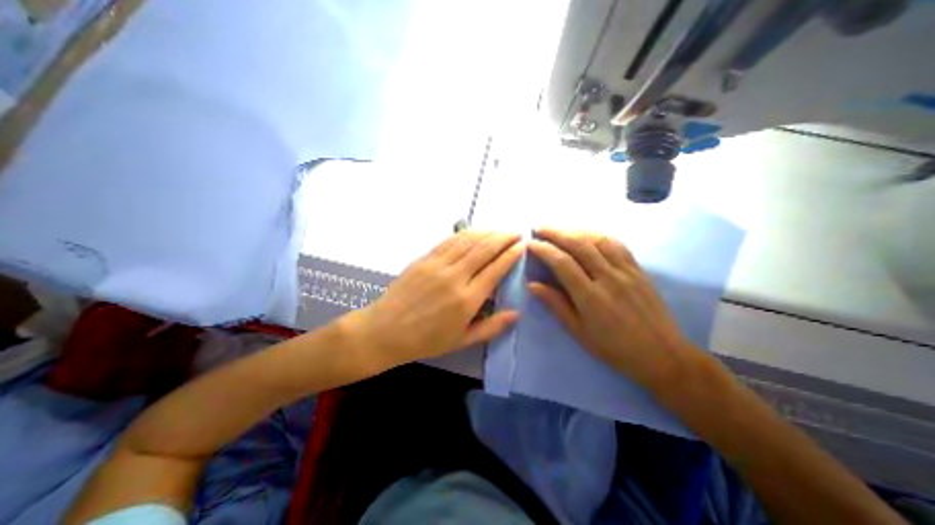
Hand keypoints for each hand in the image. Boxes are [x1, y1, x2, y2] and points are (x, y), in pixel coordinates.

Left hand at [346, 229, 523, 369]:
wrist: (385, 331)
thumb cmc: (426, 340)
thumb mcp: (462, 341)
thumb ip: (491, 327)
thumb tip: (516, 314)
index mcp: (467, 300)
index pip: (495, 269)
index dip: (510, 255)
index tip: (521, 246)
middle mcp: (455, 277)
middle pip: (485, 249)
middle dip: (504, 238)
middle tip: (516, 232)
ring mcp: (437, 265)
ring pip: (468, 241)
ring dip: (487, 232)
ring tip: (499, 229)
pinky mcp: (424, 259)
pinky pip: (449, 241)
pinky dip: (465, 234)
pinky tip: (474, 231)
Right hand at [529, 228, 696, 384]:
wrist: (661, 354)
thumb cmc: (613, 347)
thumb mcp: (578, 331)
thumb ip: (555, 304)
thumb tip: (532, 285)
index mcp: (590, 297)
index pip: (562, 263)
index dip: (543, 250)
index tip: (530, 243)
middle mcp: (608, 278)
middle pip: (579, 244)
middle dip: (555, 232)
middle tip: (538, 227)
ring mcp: (626, 270)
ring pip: (597, 239)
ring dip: (575, 229)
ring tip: (559, 228)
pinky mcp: (638, 269)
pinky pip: (616, 243)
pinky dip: (598, 234)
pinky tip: (587, 233)